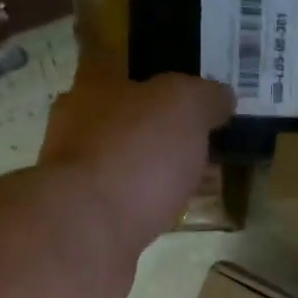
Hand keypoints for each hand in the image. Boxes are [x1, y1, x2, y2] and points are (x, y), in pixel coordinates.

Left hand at [40, 62, 233, 256]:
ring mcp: (74, 177)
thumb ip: (205, 96)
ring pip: (119, 165)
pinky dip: (143, 207)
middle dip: (151, 129)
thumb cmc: (135, 154)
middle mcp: (74, 127)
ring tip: (186, 185)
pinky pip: (121, 205)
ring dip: (147, 173)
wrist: (90, 232)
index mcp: (92, 86)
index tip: (180, 93)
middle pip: (117, 119)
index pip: (114, 64)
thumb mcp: (184, 107)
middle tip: (192, 143)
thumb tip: (223, 96)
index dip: (149, 75)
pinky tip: (167, 216)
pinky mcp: (83, 221)